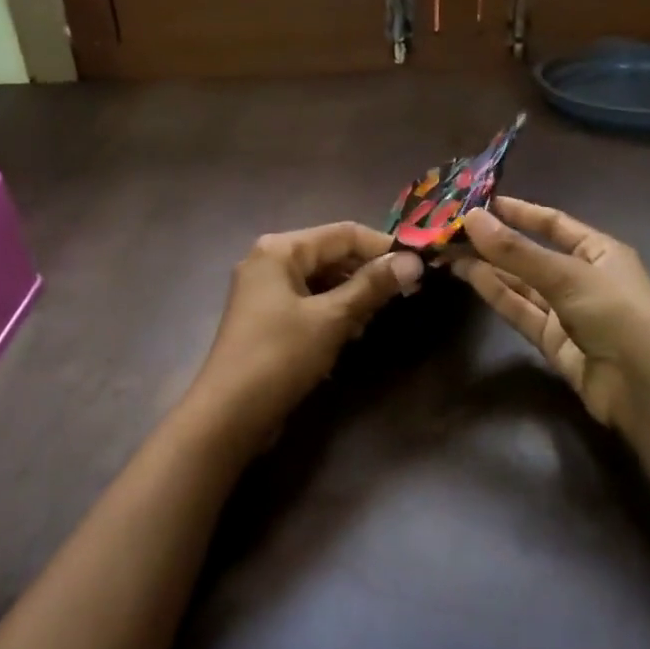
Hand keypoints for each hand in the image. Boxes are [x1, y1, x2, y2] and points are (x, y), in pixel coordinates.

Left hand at [192, 222, 422, 443]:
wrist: (229, 415)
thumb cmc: (280, 356)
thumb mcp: (332, 318)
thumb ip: (372, 286)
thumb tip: (414, 261)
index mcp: (281, 249)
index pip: (344, 233)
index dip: (384, 247)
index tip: (420, 264)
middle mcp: (270, 260)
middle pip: (332, 254)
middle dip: (368, 272)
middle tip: (405, 293)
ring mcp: (266, 290)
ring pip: (323, 279)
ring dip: (353, 294)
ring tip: (378, 315)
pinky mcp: (268, 317)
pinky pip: (310, 301)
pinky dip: (334, 311)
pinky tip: (353, 332)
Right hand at [454, 197, 649, 432]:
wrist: (644, 387)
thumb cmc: (616, 312)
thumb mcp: (566, 275)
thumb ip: (516, 250)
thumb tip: (470, 218)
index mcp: (598, 251)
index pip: (554, 224)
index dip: (519, 212)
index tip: (480, 203)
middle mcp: (582, 277)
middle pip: (532, 254)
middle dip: (495, 243)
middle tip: (452, 230)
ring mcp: (567, 311)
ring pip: (521, 284)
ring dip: (489, 267)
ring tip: (449, 251)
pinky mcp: (553, 342)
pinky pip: (521, 311)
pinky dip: (496, 294)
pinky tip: (470, 276)